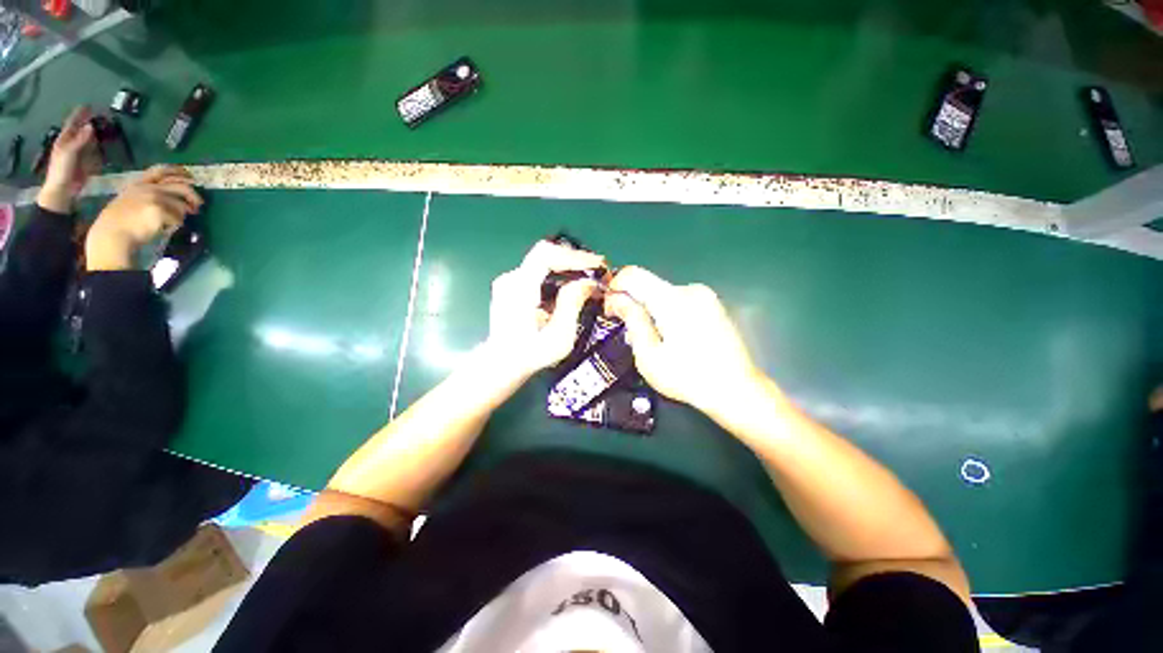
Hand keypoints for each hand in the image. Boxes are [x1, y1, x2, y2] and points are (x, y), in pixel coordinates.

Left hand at [37, 106, 99, 212]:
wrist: (63, 191)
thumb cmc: (62, 171)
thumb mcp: (69, 153)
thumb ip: (80, 140)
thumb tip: (90, 126)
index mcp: (65, 140)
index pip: (73, 123)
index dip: (80, 114)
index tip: (89, 105)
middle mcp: (73, 144)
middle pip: (82, 131)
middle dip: (90, 123)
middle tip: (102, 115)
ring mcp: (80, 154)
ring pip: (90, 140)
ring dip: (97, 134)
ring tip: (106, 127)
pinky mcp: (87, 163)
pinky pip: (95, 153)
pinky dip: (100, 147)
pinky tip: (106, 144)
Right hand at [85, 165, 203, 271]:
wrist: (113, 234)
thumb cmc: (122, 221)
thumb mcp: (131, 199)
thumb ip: (149, 194)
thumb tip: (175, 197)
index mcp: (139, 183)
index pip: (161, 171)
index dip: (178, 171)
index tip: (190, 176)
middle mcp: (148, 187)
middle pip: (181, 186)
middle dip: (194, 195)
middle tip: (199, 205)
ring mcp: (154, 196)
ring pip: (181, 205)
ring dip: (181, 215)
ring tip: (172, 223)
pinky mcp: (159, 209)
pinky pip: (178, 219)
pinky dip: (174, 225)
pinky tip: (164, 228)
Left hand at [483, 240, 604, 380]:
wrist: (503, 364)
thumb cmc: (531, 355)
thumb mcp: (558, 337)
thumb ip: (572, 305)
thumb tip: (588, 281)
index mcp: (519, 289)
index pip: (545, 255)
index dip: (573, 256)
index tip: (596, 264)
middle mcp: (511, 279)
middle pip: (545, 254)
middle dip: (574, 259)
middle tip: (597, 269)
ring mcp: (510, 281)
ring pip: (543, 261)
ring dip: (567, 266)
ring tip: (588, 278)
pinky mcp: (512, 286)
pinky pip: (539, 271)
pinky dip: (558, 274)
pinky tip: (571, 285)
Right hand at [605, 266, 763, 415]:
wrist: (737, 390)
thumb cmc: (687, 377)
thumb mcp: (649, 355)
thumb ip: (632, 320)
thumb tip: (617, 298)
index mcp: (672, 300)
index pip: (633, 275)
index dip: (614, 288)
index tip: (611, 311)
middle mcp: (690, 289)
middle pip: (648, 286)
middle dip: (632, 304)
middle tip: (630, 334)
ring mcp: (705, 296)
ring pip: (662, 294)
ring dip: (650, 310)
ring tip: (653, 340)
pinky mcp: (712, 305)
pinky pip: (678, 301)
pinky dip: (666, 312)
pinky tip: (672, 337)